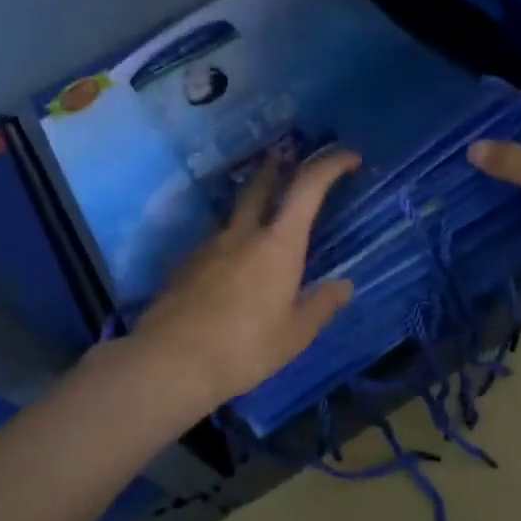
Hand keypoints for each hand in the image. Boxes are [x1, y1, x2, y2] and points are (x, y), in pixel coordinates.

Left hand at [132, 150, 360, 411]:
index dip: (330, 165)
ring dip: (253, 206)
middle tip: (292, 161)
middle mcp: (242, 234)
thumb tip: (344, 286)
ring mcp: (208, 246)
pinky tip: (233, 270)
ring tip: (265, 222)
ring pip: (235, 214)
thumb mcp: (295, 334)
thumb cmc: (245, 348)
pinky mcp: (185, 265)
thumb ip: (321, 306)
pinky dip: (232, 242)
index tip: (349, 158)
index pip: (307, 188)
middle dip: (280, 168)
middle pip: (261, 185)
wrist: (170, 362)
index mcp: (278, 245)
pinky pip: (216, 243)